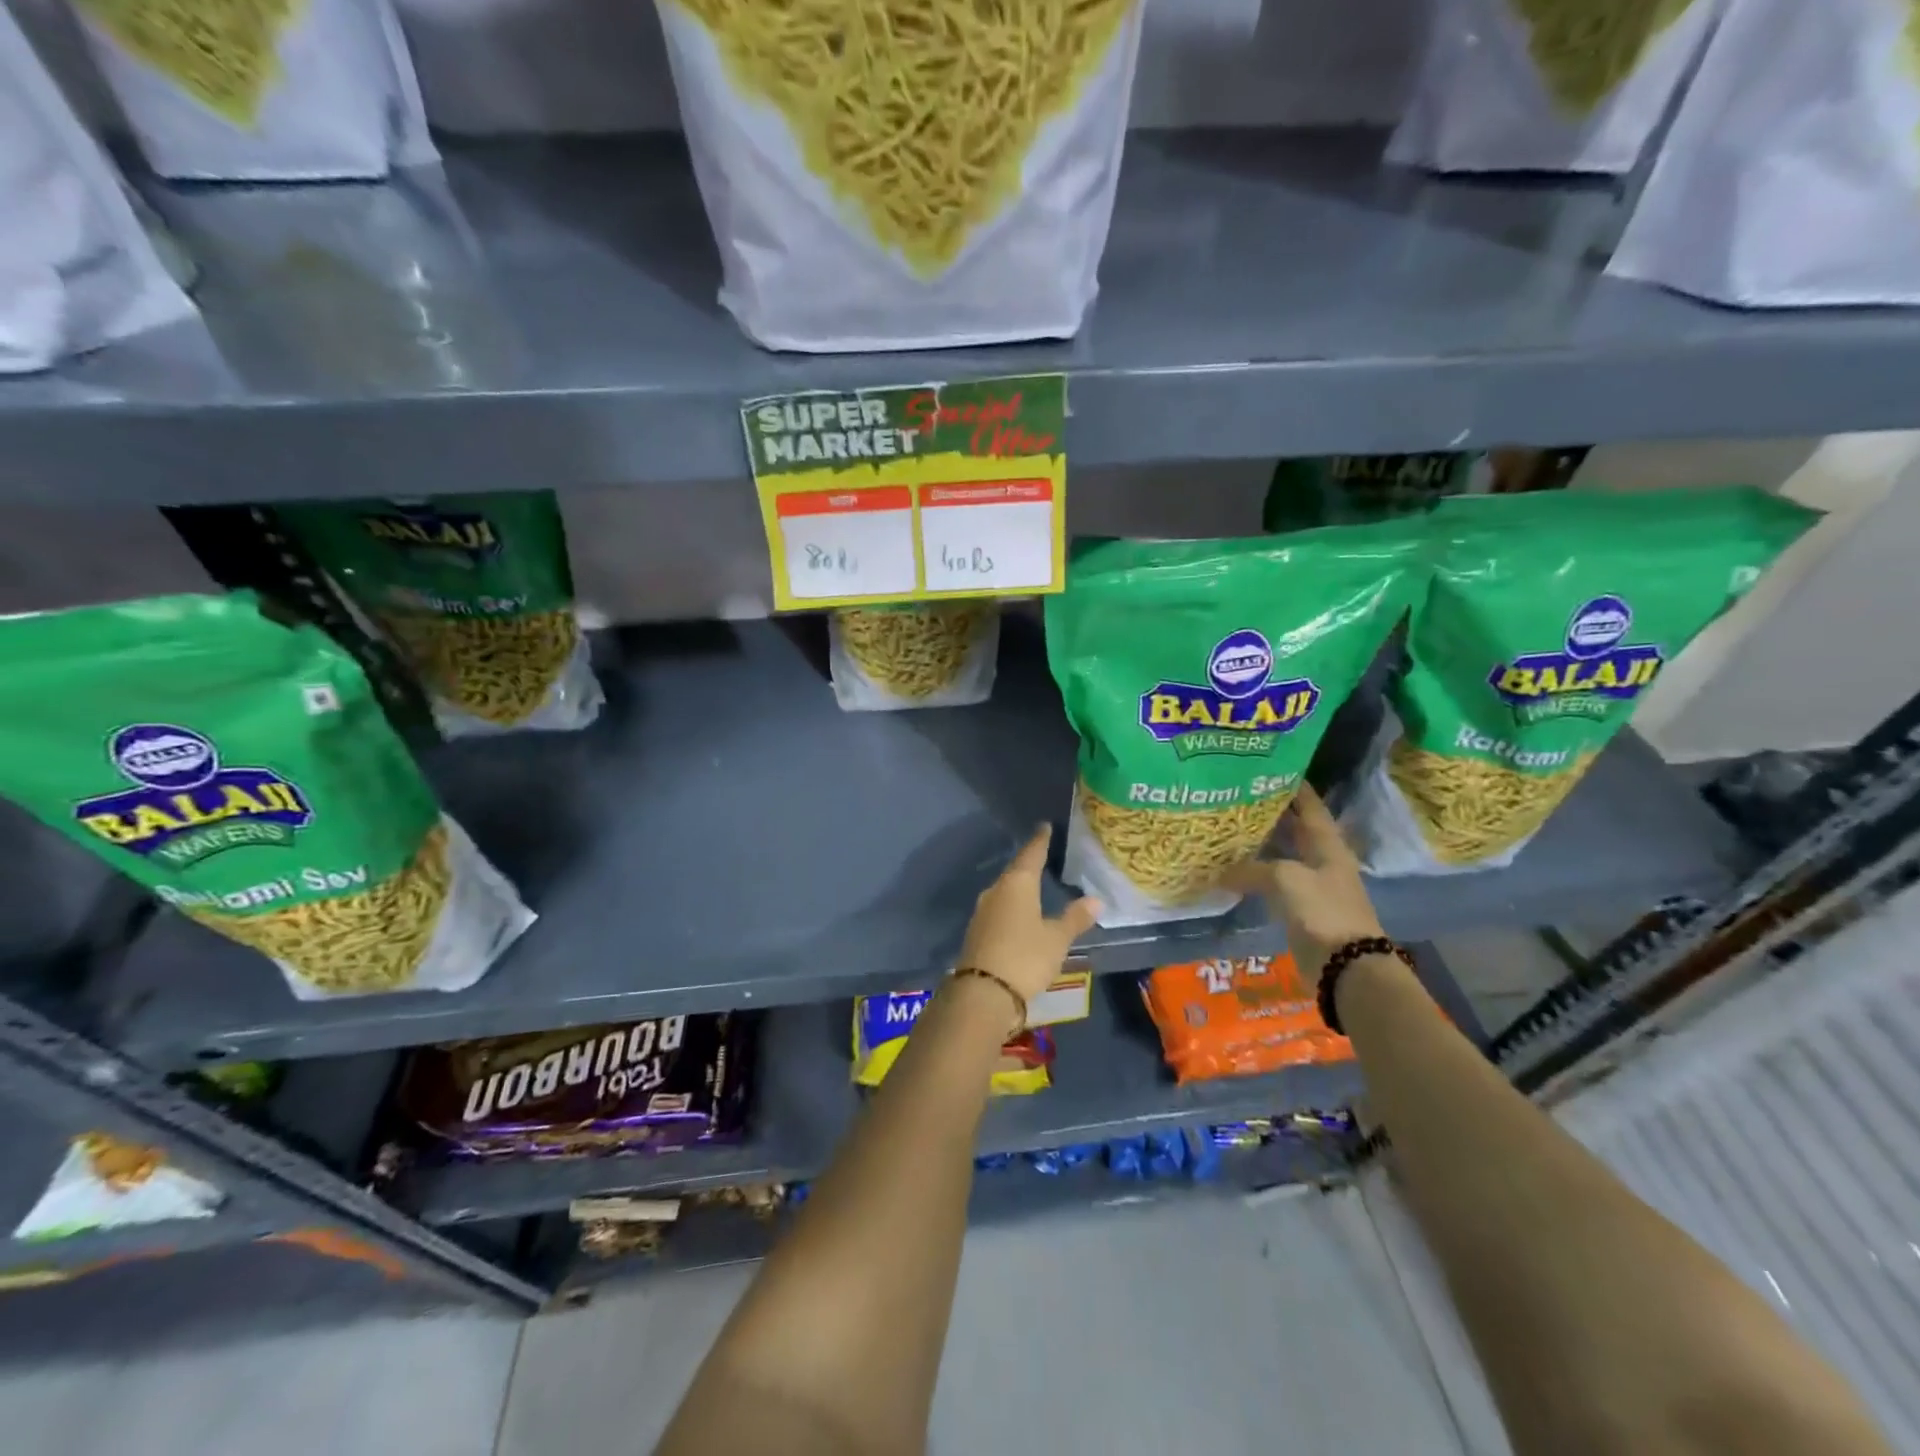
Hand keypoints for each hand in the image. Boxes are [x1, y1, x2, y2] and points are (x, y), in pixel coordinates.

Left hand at [956, 825, 1099, 1004]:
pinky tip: (1019, 914)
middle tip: (1043, 855)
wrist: (982, 993)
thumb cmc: (1025, 957)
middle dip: (1029, 864)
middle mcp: (996, 891)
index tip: (1044, 827)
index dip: (1040, 841)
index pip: (1031, 854)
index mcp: (1017, 884)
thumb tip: (1095, 900)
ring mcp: (983, 912)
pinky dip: (1012, 906)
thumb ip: (1075, 918)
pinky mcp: (977, 932)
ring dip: (1019, 887)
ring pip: (1005, 891)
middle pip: (1015, 872)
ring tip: (1034, 885)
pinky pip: (999, 909)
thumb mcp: (1057, 939)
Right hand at [1223, 785, 1382, 984]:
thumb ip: (1252, 869)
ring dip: (1260, 844)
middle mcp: (1321, 859)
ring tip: (1229, 827)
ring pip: (1282, 855)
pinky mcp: (1300, 908)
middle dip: (1270, 812)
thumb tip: (1220, 872)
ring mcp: (1312, 885)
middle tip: (1237, 796)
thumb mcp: (1286, 879)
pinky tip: (1233, 868)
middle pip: (1295, 829)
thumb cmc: (1323, 911)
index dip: (1293, 787)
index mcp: (1327, 845)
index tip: (1270, 768)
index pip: (1310, 806)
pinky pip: (1274, 882)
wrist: (1346, 966)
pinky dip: (1255, 873)